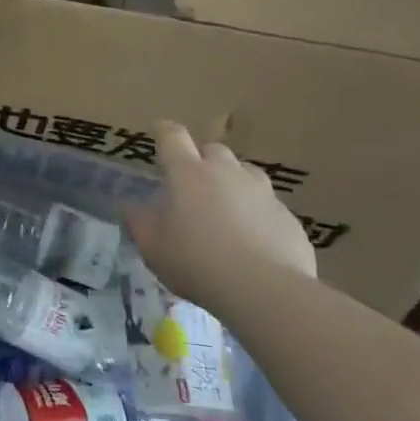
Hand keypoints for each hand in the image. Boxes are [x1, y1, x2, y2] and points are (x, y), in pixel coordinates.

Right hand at [127, 120, 316, 307]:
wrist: (265, 291)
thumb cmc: (196, 262)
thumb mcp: (152, 246)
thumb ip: (139, 222)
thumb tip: (131, 207)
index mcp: (187, 173)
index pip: (172, 137)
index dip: (163, 130)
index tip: (158, 130)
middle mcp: (226, 173)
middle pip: (213, 150)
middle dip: (201, 159)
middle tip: (192, 183)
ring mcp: (262, 193)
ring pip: (246, 173)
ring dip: (233, 182)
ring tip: (225, 207)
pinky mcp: (288, 218)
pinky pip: (267, 206)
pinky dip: (256, 214)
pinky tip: (252, 240)